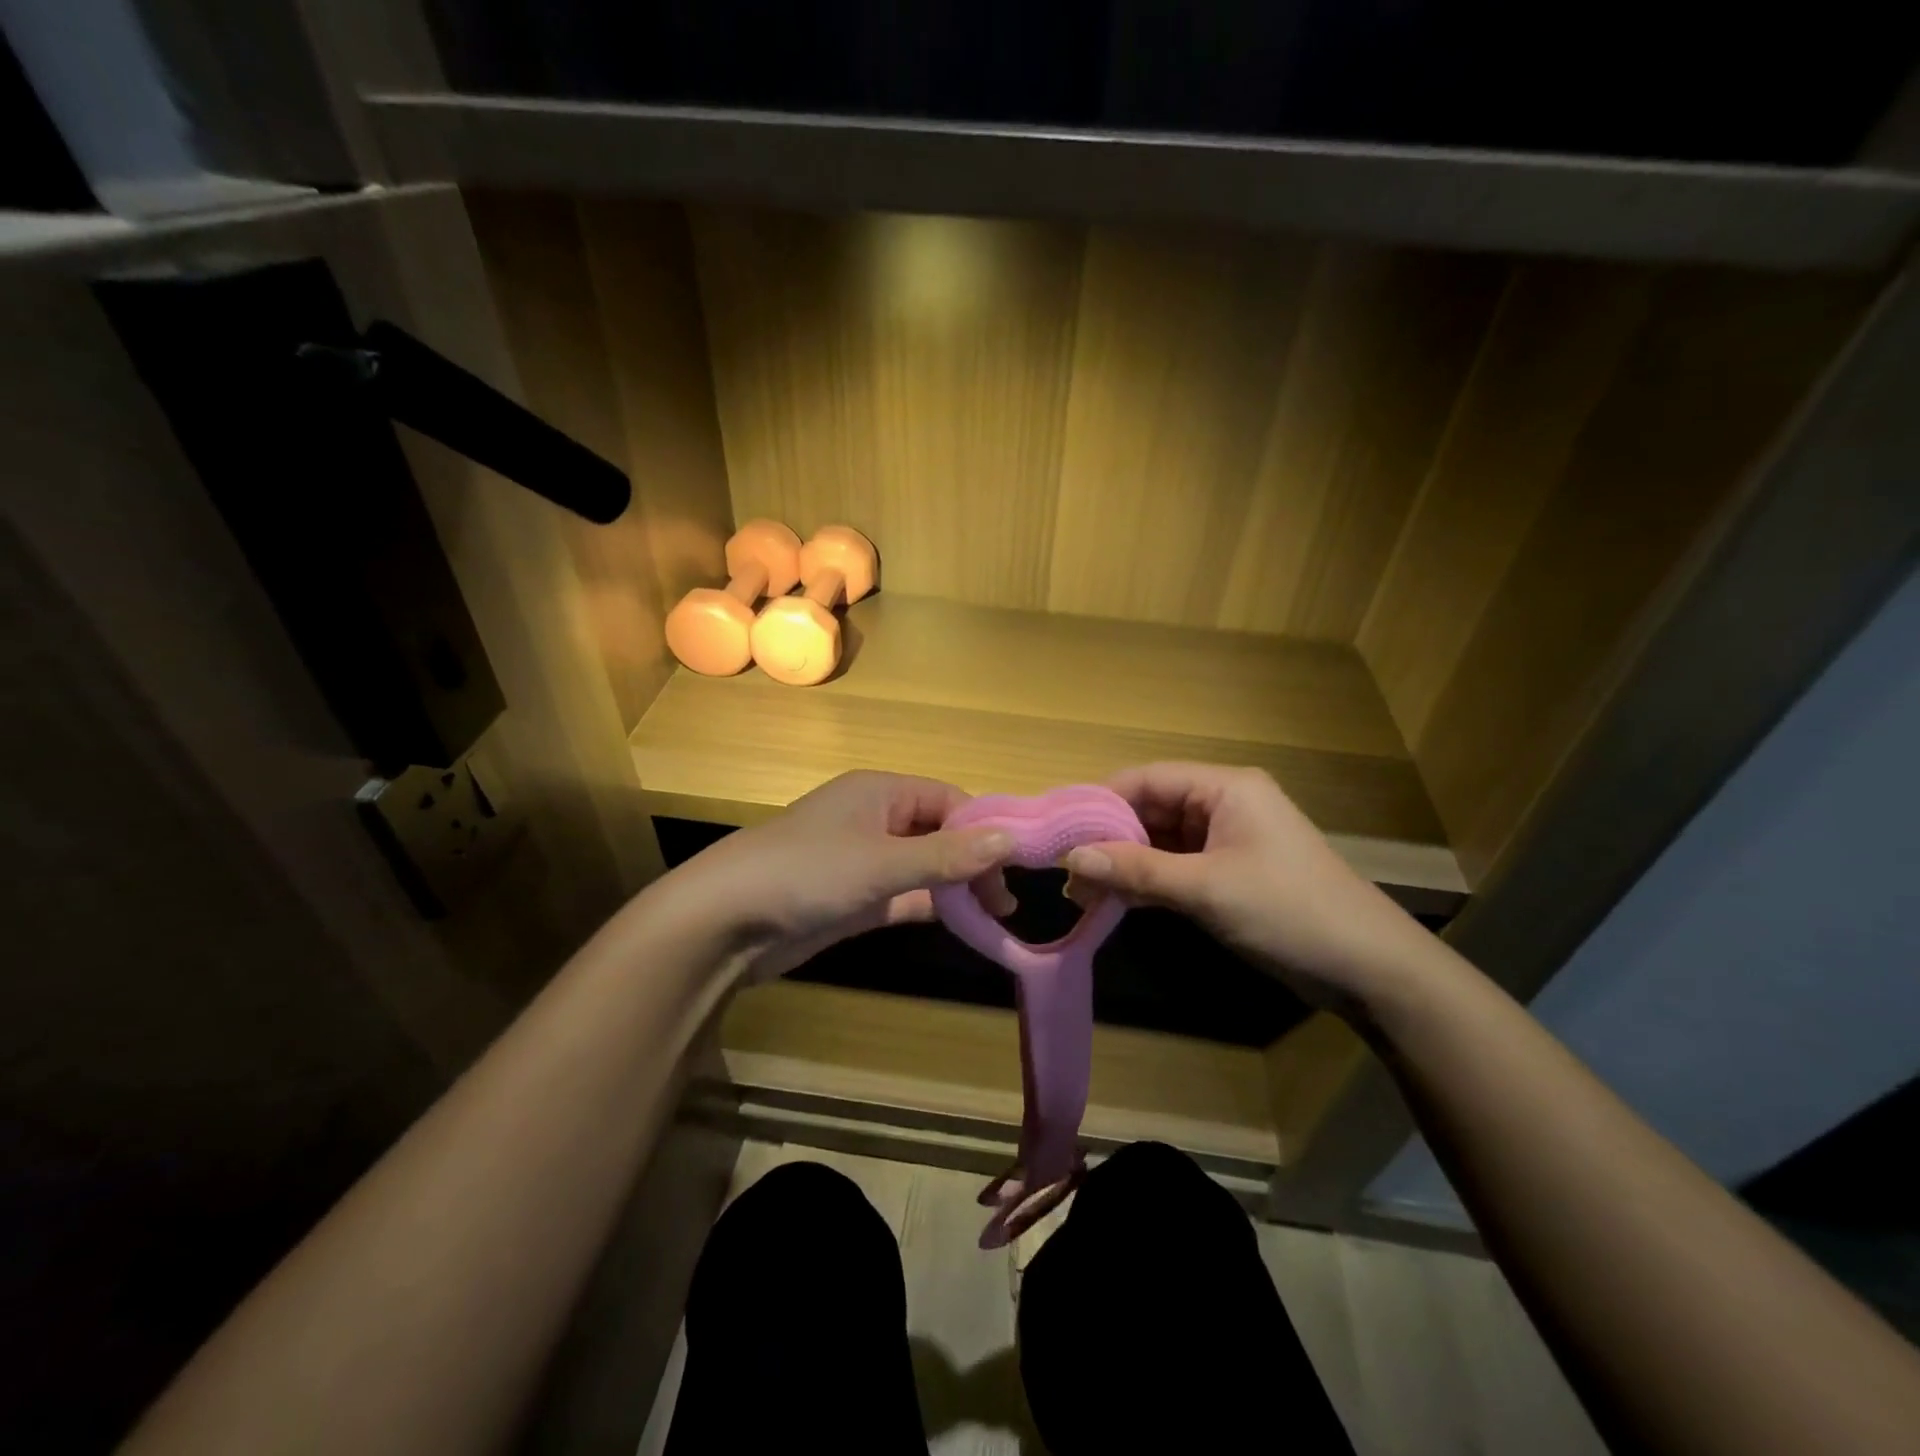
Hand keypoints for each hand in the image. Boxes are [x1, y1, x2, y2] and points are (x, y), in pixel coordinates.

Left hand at [660, 771, 1015, 982]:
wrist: (726, 921)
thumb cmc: (808, 873)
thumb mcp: (884, 863)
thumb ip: (948, 855)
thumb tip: (1012, 840)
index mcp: (881, 792)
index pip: (950, 800)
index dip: (985, 829)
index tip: (1018, 865)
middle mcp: (875, 819)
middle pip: (940, 833)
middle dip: (973, 862)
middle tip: (1004, 902)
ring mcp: (863, 859)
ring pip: (923, 866)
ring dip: (956, 886)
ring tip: (994, 916)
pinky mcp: (852, 897)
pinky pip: (903, 894)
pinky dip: (929, 904)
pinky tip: (957, 922)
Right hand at [1064, 763, 1434, 1012]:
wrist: (1369, 969)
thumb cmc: (1288, 912)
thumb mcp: (1206, 889)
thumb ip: (1136, 871)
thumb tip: (1071, 859)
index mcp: (1225, 788)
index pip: (1148, 779)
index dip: (1102, 801)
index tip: (1060, 829)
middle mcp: (1224, 805)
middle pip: (1151, 809)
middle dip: (1109, 838)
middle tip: (1066, 870)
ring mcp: (1227, 841)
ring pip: (1160, 841)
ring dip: (1124, 864)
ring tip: (1080, 891)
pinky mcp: (1229, 873)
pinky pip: (1176, 867)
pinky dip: (1147, 881)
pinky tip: (1114, 899)